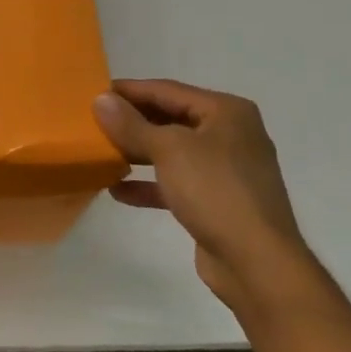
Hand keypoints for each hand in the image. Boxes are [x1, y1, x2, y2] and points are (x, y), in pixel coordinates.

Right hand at [92, 80, 329, 318]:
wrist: (257, 262)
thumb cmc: (215, 191)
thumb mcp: (168, 150)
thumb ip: (131, 124)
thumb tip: (100, 99)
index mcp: (226, 112)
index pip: (167, 90)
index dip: (129, 90)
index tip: (93, 92)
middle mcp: (230, 134)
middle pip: (170, 118)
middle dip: (132, 122)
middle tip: (93, 122)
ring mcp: (226, 169)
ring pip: (172, 152)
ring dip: (137, 153)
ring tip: (102, 153)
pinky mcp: (218, 201)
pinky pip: (176, 182)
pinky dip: (149, 184)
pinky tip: (118, 190)